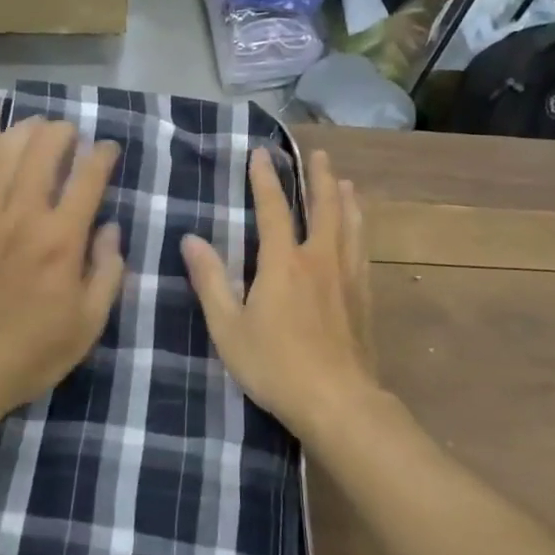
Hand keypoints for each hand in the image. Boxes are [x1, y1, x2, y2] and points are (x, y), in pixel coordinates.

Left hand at [0, 116, 125, 419]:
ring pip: (4, 153)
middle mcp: (21, 215)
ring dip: (24, 133)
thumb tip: (110, 228)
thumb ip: (108, 270)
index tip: (109, 149)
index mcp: (60, 239)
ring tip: (37, 127)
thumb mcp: (89, 322)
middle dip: (62, 132)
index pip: (87, 177)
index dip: (102, 154)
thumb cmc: (32, 351)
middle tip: (71, 132)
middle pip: (42, 151)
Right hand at [181, 148, 375, 438]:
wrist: (339, 402)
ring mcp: (347, 277)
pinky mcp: (364, 297)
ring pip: (350, 225)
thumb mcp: (229, 328)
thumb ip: (211, 281)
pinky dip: (360, 230)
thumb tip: (191, 240)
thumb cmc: (276, 366)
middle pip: (324, 207)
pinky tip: (360, 233)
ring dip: (345, 199)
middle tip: (319, 154)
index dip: (265, 179)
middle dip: (319, 178)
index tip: (261, 153)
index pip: (273, 209)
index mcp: (284, 263)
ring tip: (345, 182)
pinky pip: (363, 250)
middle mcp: (319, 259)